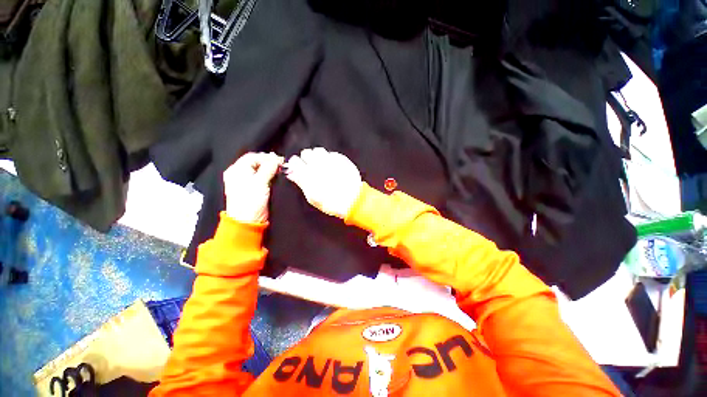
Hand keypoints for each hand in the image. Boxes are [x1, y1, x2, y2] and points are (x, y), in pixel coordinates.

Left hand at [223, 152, 283, 222]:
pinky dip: (269, 175)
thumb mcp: (260, 182)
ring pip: (259, 170)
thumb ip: (268, 168)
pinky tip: (276, 176)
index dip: (267, 157)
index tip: (280, 160)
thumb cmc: (251, 200)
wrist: (248, 221)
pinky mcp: (252, 188)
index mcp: (237, 170)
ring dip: (270, 169)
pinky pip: (261, 177)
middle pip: (256, 162)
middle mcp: (239, 173)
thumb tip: (276, 158)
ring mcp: (245, 181)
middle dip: (269, 162)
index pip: (253, 157)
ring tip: (281, 170)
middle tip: (282, 165)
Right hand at [285, 148, 362, 218]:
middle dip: (306, 159)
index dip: (296, 164)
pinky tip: (332, 166)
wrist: (352, 201)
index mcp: (308, 174)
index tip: (297, 167)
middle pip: (306, 152)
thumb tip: (291, 173)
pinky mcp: (342, 159)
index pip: (295, 160)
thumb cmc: (330, 202)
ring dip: (318, 156)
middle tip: (310, 167)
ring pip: (318, 150)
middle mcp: (318, 164)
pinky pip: (331, 153)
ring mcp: (331, 160)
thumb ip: (301, 182)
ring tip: (321, 165)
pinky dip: (330, 158)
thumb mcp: (311, 197)